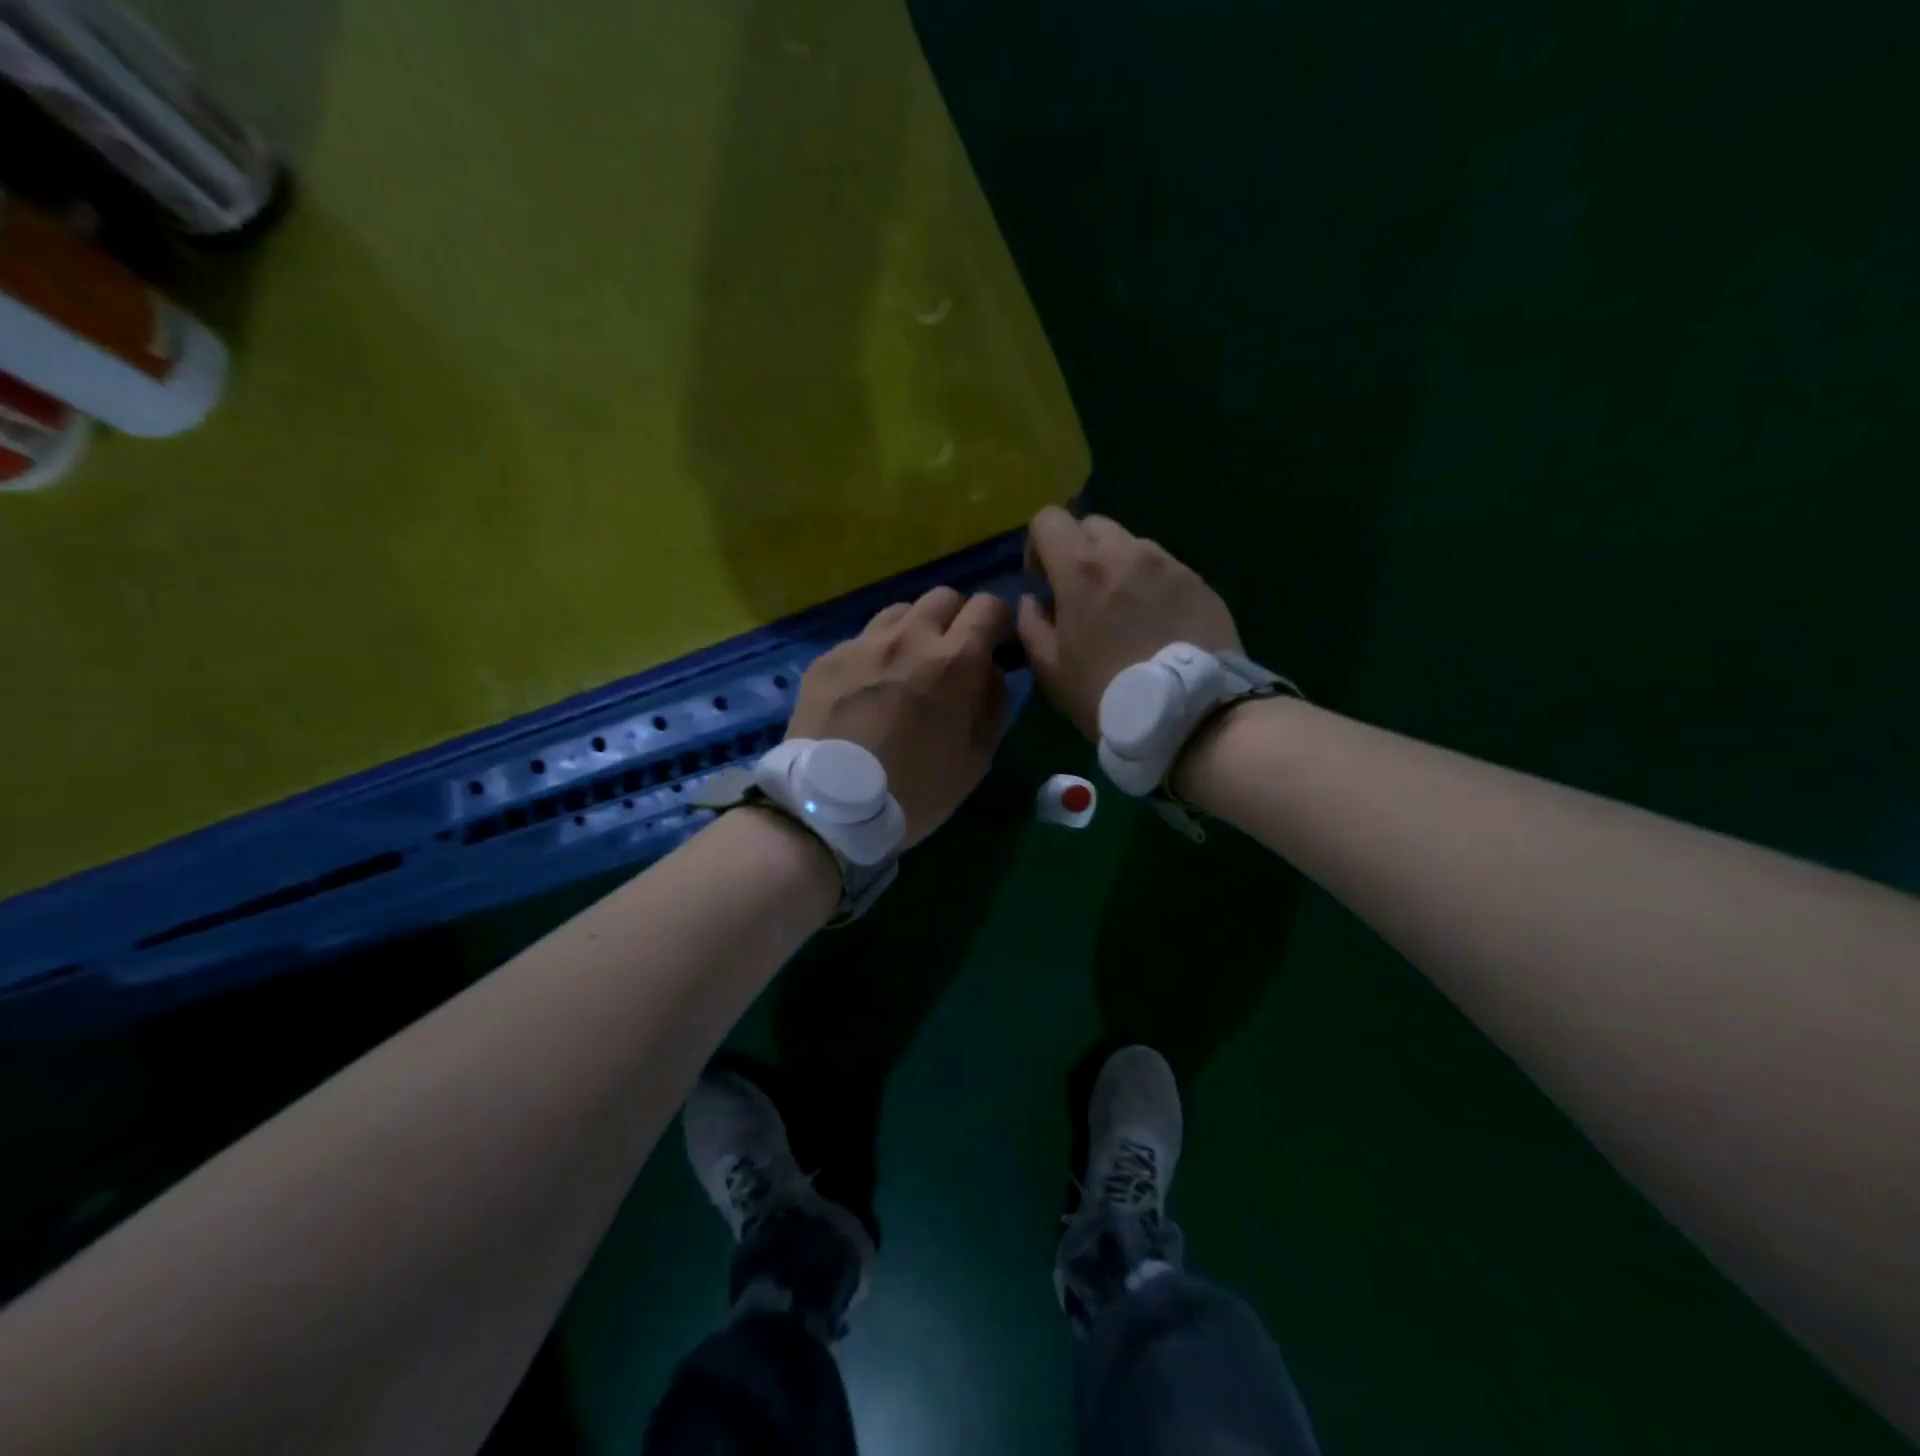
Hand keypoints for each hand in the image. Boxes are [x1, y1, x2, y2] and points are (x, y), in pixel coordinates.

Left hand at [789, 586, 1012, 846]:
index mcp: (953, 661)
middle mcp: (908, 637)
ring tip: (907, 667)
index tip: (994, 647)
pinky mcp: (827, 658)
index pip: (989, 605)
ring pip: (899, 611)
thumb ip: (993, 704)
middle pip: (944, 596)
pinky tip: (866, 690)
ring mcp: (862, 644)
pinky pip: (862, 639)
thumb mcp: (976, 759)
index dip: (998, 623)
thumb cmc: (915, 791)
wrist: (829, 808)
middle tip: (952, 656)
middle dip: (957, 619)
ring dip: (914, 630)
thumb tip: (991, 672)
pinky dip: (875, 653)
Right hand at [1017, 506, 1241, 740]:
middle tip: (1083, 596)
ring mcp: (1168, 563)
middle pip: (1091, 525)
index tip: (1044, 581)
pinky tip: (1155, 625)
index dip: (1038, 546)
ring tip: (1124, 613)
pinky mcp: (1198, 582)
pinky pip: (1163, 569)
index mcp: (1081, 568)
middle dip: (1079, 552)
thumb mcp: (1050, 669)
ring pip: (1130, 546)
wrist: (1188, 714)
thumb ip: (1031, 624)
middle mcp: (1126, 552)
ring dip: (1117, 567)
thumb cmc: (1105, 693)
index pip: (1048, 519)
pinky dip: (1150, 585)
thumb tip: (1034, 600)